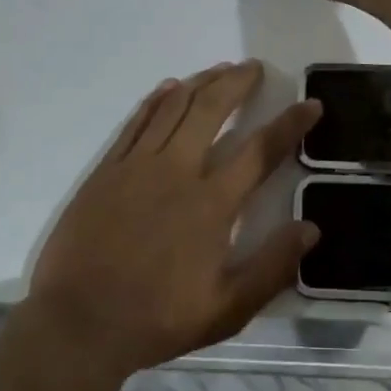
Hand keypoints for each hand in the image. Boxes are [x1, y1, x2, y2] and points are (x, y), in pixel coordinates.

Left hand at [25, 62, 321, 379]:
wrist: (78, 324)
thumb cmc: (157, 318)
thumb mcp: (226, 309)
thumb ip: (272, 267)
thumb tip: (311, 229)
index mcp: (211, 203)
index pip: (260, 150)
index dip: (290, 123)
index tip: (310, 104)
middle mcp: (177, 171)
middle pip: (212, 110)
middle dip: (237, 83)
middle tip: (254, 66)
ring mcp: (137, 166)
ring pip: (174, 107)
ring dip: (200, 82)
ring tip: (220, 69)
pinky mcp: (107, 170)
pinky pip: (136, 122)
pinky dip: (156, 100)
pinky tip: (169, 87)